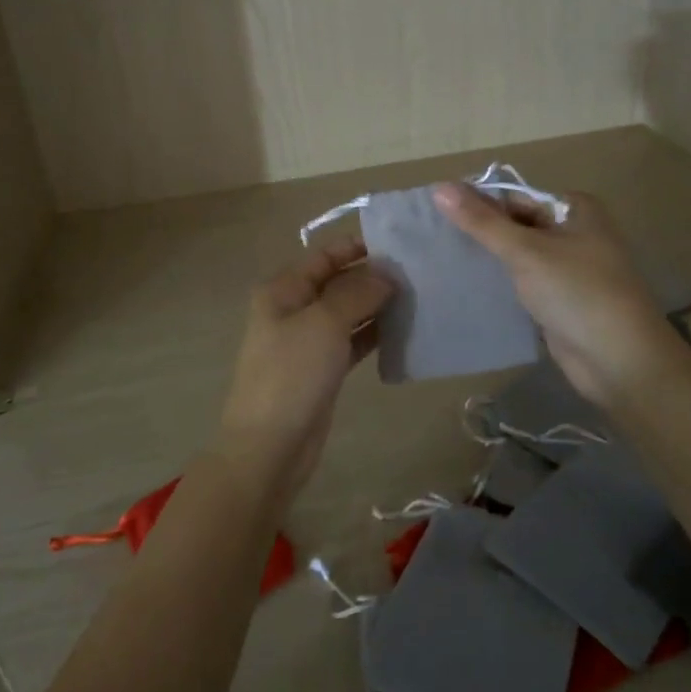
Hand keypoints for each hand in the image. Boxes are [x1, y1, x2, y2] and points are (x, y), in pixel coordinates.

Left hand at [214, 236, 393, 506]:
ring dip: (378, 305)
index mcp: (283, 289)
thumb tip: (387, 272)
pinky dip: (375, 334)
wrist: (270, 447)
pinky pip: (352, 341)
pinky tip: (406, 330)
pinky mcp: (322, 369)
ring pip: (348, 312)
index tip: (401, 244)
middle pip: (338, 282)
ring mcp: (308, 340)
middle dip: (374, 276)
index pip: (325, 255)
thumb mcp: (324, 323)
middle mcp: (294, 308)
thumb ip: (357, 291)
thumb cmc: (292, 374)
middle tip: (420, 272)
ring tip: (420, 296)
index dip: (358, 246)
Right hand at [433, 183, 682, 410]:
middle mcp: (575, 232)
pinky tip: (469, 288)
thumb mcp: (526, 252)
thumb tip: (439, 186)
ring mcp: (570, 269)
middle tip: (434, 240)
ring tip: (442, 261)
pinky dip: (502, 284)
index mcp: (575, 209)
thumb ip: (481, 222)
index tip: (437, 216)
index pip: (515, 197)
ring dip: (490, 260)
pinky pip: (525, 283)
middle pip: (516, 224)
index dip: (478, 204)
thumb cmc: (577, 293)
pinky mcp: (562, 300)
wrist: (621, 361)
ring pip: (519, 256)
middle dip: (482, 233)